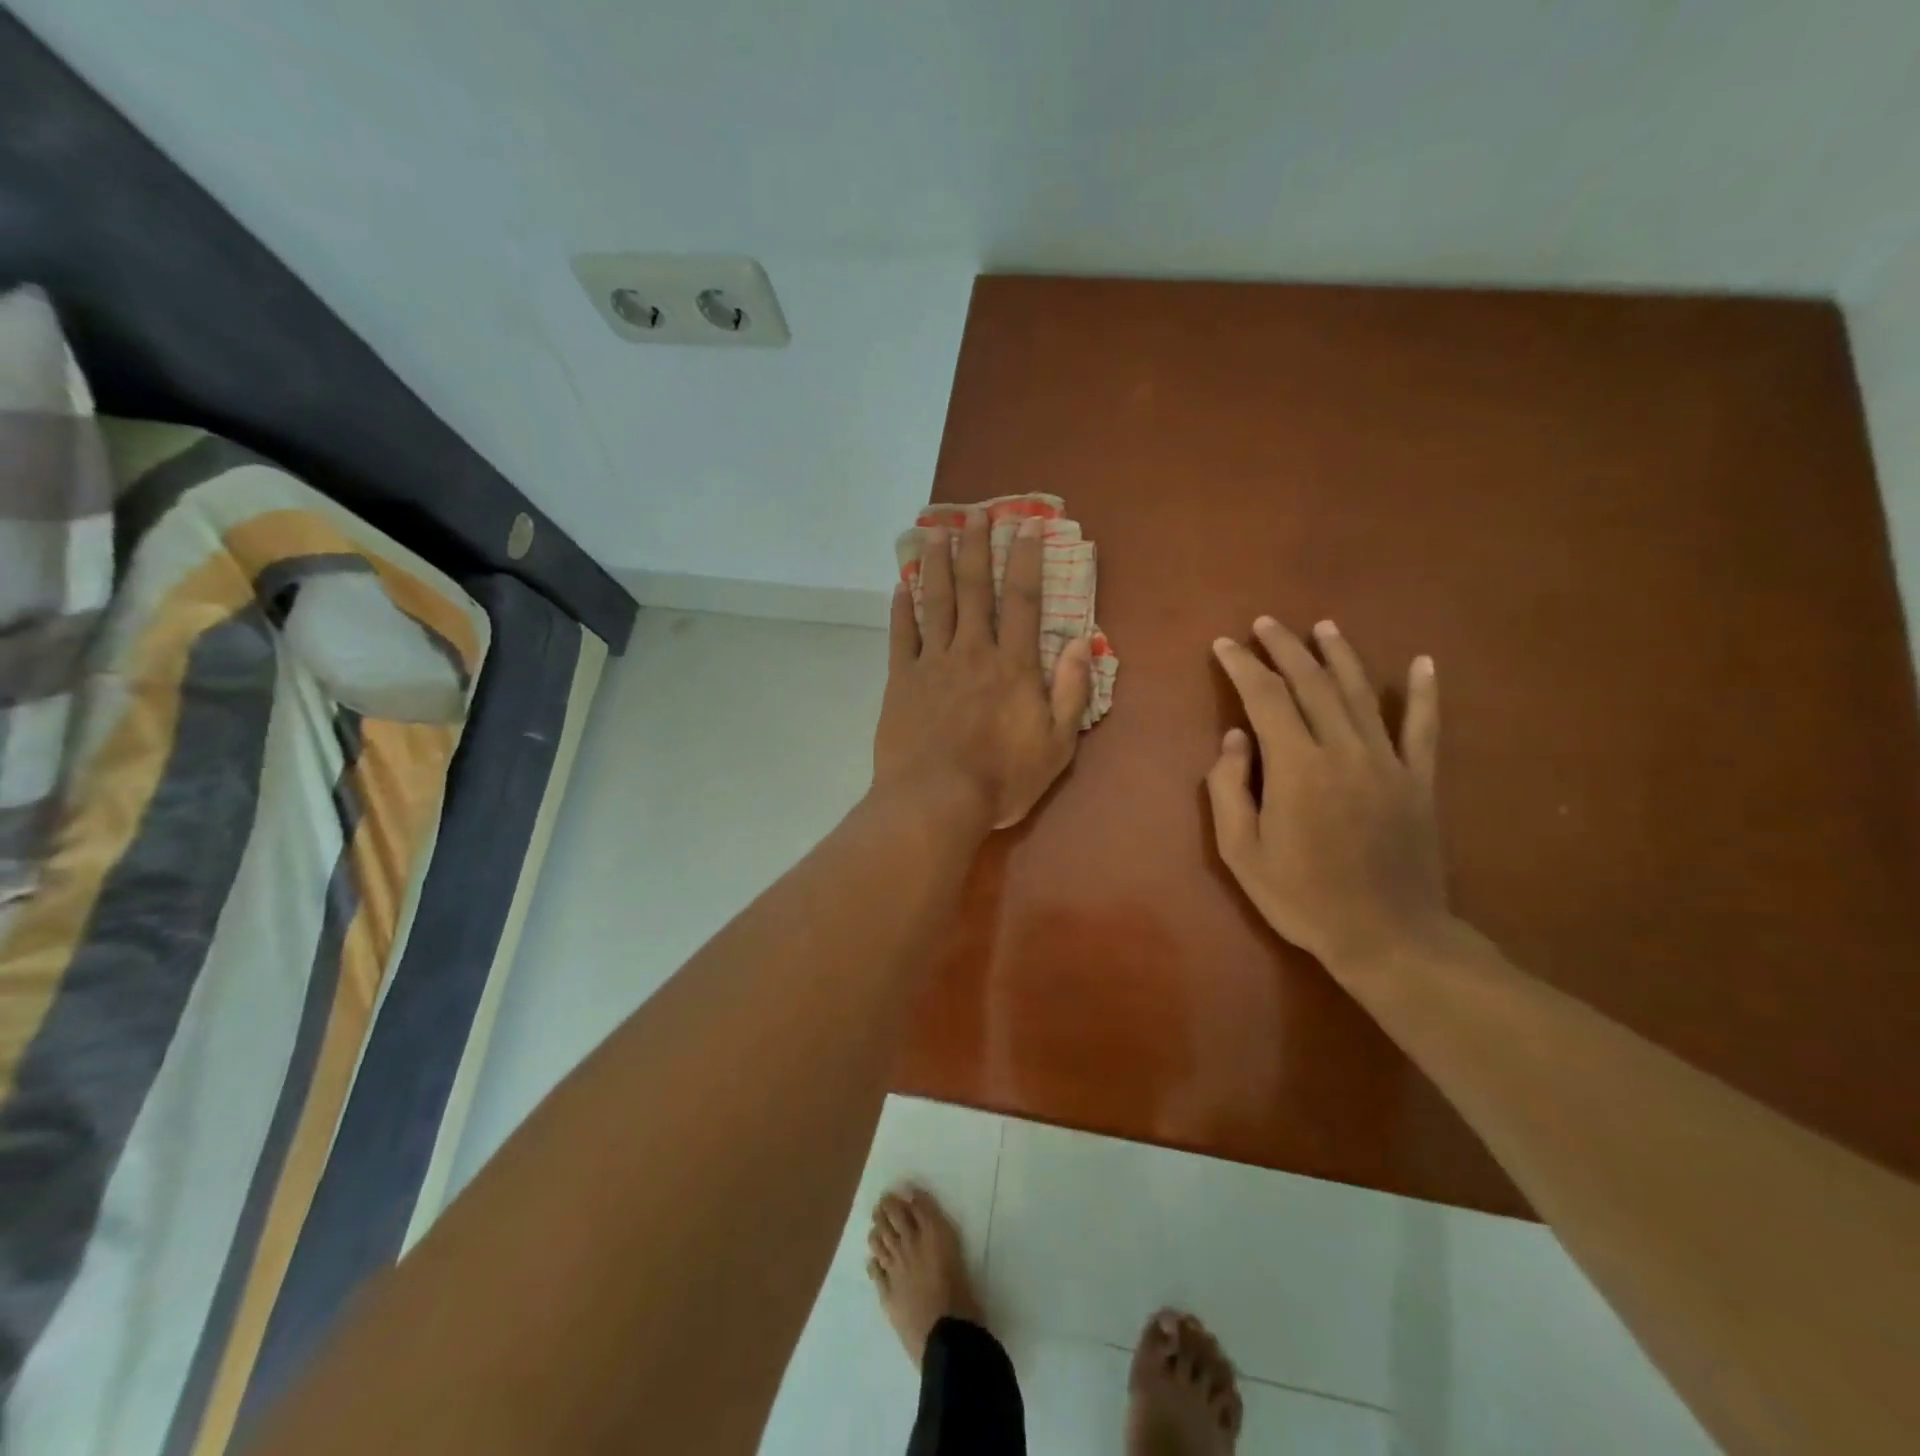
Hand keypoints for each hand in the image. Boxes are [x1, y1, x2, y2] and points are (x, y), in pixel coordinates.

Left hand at [874, 510, 1092, 829]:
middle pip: (976, 590)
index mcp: (1014, 666)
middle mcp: (973, 652)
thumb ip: (1071, 694)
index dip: (1027, 559)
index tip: (1026, 524)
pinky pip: (901, 635)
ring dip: (938, 565)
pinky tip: (901, 586)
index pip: (1024, 600)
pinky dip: (901, 608)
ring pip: (936, 602)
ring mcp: (933, 663)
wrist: (936, 801)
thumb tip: (1081, 646)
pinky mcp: (901, 680)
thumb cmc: (1002, 779)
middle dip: (978, 548)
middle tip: (975, 513)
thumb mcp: (1057, 746)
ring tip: (936, 532)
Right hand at [1206, 617, 1448, 970]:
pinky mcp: (1419, 780)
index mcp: (1297, 766)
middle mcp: (1343, 750)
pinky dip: (1425, 693)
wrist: (1388, 936)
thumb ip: (1229, 789)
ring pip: (1361, 693)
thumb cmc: (1302, 897)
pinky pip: (1424, 727)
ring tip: (1322, 627)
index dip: (1243, 666)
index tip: (1224, 645)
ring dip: (1339, 655)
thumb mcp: (1241, 852)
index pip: (1266, 698)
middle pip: (1312, 683)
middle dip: (1284, 648)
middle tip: (1264, 624)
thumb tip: (1234, 737)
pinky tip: (1423, 663)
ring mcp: (1388, 762)